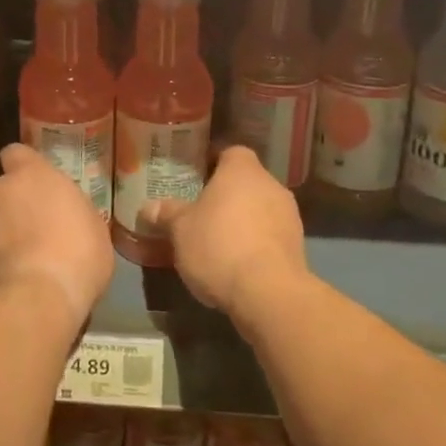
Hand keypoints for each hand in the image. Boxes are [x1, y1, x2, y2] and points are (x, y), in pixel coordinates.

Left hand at [0, 144, 114, 327]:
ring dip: (6, 229)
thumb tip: (66, 214)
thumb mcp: (94, 226)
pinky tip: (16, 274)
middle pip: (6, 188)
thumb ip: (73, 209)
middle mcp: (1, 188)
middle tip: (39, 225)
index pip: (16, 152)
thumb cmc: (78, 253)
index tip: (38, 183)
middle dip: (17, 202)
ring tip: (27, 256)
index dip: (24, 166)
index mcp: (33, 173)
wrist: (37, 297)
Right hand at [154, 145, 306, 321]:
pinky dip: (256, 242)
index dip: (212, 162)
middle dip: (226, 194)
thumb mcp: (180, 229)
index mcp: (242, 170)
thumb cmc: (219, 245)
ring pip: (260, 208)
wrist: (268, 293)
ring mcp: (289, 215)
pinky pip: (270, 234)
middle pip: (246, 181)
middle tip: (201, 210)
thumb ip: (166, 213)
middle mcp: (270, 185)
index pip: (230, 152)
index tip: (195, 177)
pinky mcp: (298, 246)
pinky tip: (237, 261)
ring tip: (217, 239)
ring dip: (243, 219)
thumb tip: (147, 207)